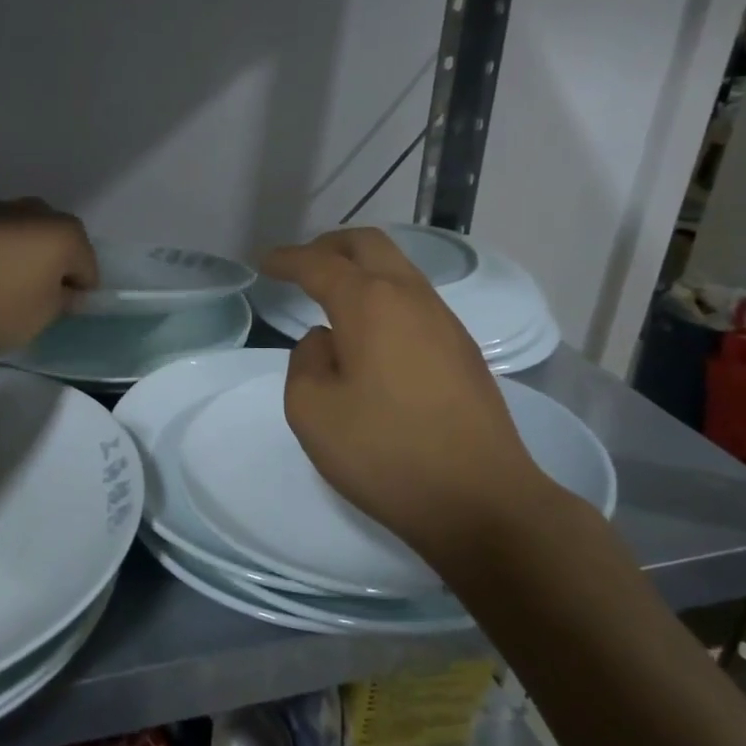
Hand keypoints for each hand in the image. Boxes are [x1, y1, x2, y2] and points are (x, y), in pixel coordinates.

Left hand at [0, 198, 98, 353]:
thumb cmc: (0, 307)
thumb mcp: (45, 316)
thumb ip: (64, 300)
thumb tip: (66, 290)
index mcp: (66, 233)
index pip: (88, 266)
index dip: (80, 291)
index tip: (65, 310)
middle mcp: (37, 211)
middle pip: (59, 241)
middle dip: (55, 264)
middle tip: (40, 296)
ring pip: (26, 234)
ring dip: (25, 255)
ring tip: (8, 286)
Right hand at [261, 228, 556, 564]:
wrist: (481, 500)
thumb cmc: (386, 454)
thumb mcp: (312, 412)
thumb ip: (305, 362)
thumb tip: (326, 341)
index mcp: (370, 304)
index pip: (320, 264)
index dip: (288, 259)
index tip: (264, 263)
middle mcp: (411, 298)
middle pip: (369, 245)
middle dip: (330, 246)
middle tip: (302, 264)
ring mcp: (445, 322)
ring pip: (398, 269)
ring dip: (362, 269)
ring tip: (333, 295)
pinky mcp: (463, 349)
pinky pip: (415, 300)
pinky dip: (384, 296)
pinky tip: (372, 332)